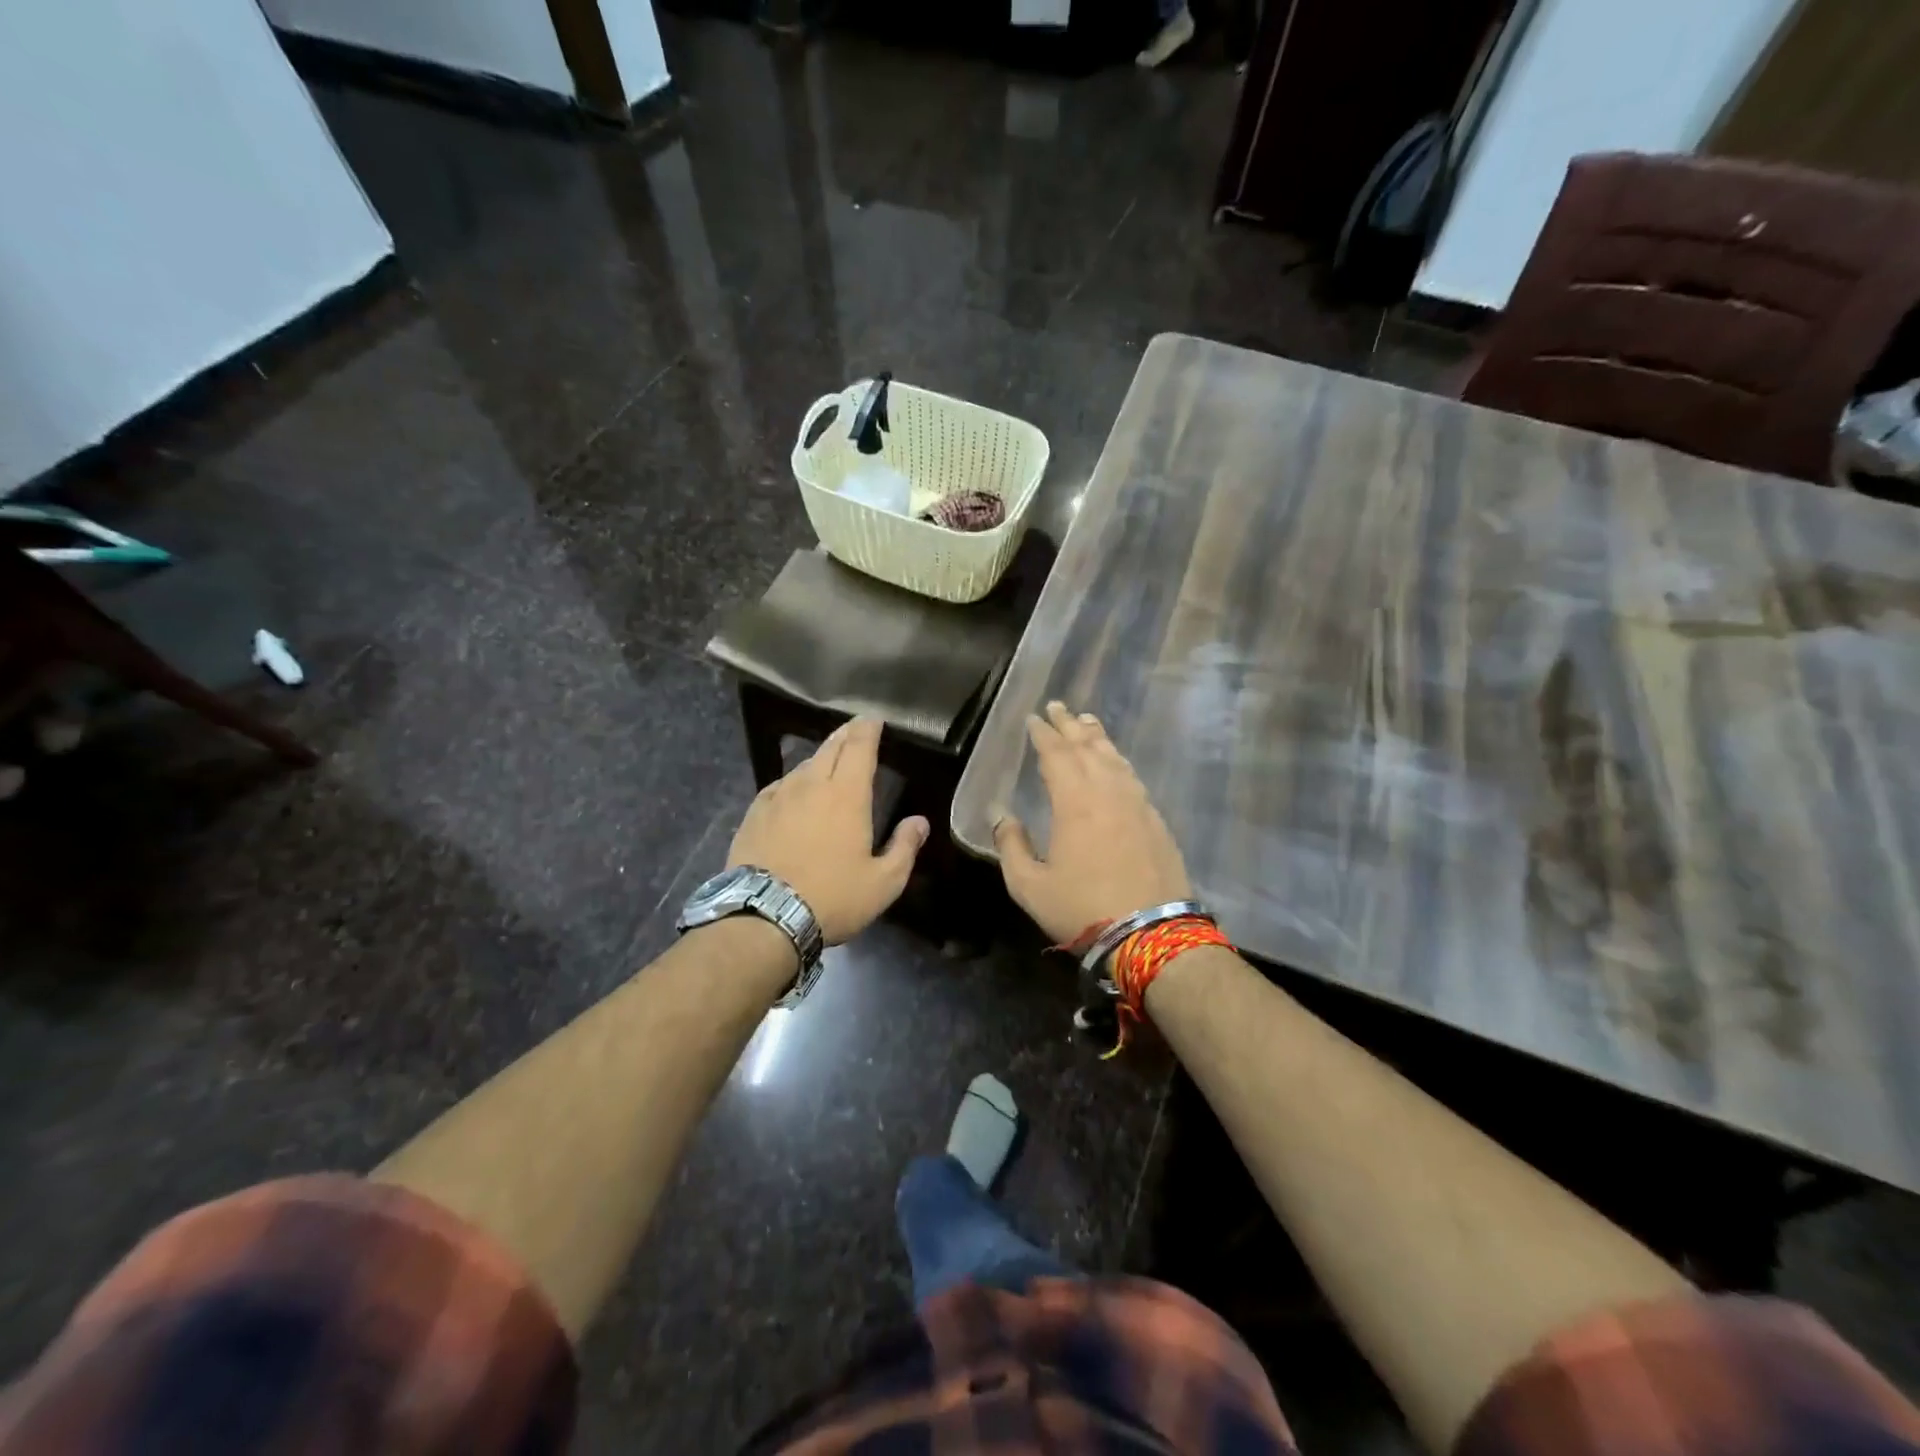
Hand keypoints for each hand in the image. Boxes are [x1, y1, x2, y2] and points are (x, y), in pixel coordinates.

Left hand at [728, 717, 928, 944]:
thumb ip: (904, 848)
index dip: (868, 729)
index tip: (874, 719)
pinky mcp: (754, 814)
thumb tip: (920, 822)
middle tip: (855, 730)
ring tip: (828, 760)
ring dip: (820, 757)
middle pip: (830, 748)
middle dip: (845, 735)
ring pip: (803, 766)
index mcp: (847, 795)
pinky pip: (779, 786)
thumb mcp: (883, 882)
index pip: (859, 747)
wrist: (763, 918)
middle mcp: (811, 785)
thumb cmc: (832, 898)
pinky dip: (793, 781)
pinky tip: (793, 790)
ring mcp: (778, 798)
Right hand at [993, 701, 1191, 944]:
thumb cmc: (1082, 908)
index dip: (1043, 734)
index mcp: (1074, 801)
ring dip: (1097, 737)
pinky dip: (1119, 761)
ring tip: (1086, 722)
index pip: (1057, 755)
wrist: (1151, 934)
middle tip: (1058, 706)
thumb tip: (1002, 816)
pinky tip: (1116, 762)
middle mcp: (1108, 791)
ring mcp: (1137, 803)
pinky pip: (1132, 776)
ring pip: (1114, 758)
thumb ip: (1012, 846)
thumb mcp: (1030, 885)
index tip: (1034, 718)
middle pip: (1087, 747)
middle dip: (1069, 725)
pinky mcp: (1155, 819)